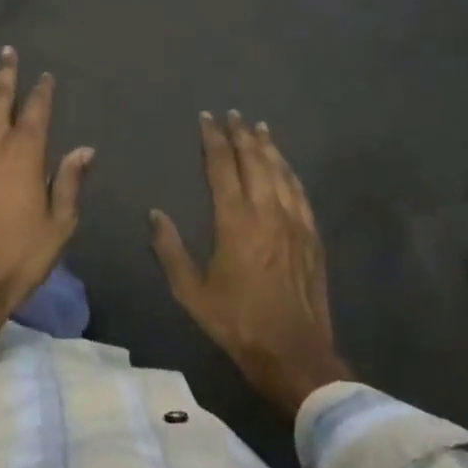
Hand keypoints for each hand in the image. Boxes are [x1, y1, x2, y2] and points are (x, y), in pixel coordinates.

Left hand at [0, 48, 93, 392]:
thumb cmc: (19, 255)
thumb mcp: (59, 224)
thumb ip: (69, 182)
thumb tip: (84, 149)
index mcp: (26, 152)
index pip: (37, 110)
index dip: (42, 91)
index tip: (45, 76)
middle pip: (0, 98)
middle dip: (6, 74)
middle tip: (7, 52)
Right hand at [150, 112, 351, 416]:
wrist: (295, 353)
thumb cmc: (238, 322)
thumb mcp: (191, 293)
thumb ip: (170, 250)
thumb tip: (155, 214)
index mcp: (235, 221)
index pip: (222, 166)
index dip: (214, 139)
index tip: (207, 118)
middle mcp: (267, 211)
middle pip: (254, 160)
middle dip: (241, 134)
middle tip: (232, 114)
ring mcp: (294, 221)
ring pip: (280, 171)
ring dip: (267, 146)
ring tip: (258, 127)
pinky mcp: (311, 235)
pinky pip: (299, 191)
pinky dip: (289, 170)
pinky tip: (284, 163)